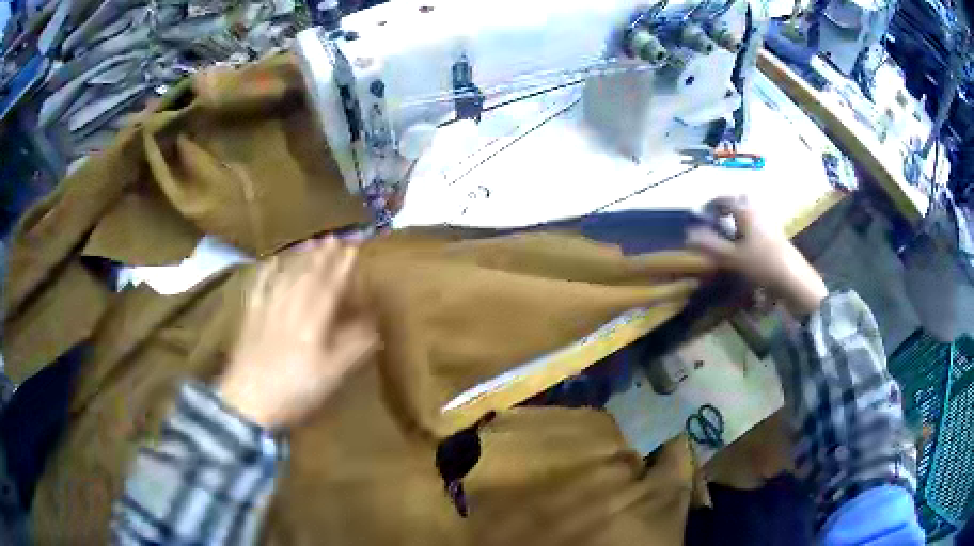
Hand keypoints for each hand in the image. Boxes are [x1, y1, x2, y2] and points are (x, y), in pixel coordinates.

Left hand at [218, 238, 378, 427]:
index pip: (330, 286)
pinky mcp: (250, 317)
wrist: (248, 401)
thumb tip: (374, 322)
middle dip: (323, 256)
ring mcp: (267, 310)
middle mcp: (290, 307)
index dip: (343, 267)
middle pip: (308, 276)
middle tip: (334, 238)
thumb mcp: (332, 375)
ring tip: (310, 244)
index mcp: (313, 321)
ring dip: (300, 259)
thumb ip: (354, 346)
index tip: (353, 248)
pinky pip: (260, 288)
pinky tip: (271, 262)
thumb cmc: (295, 390)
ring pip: (286, 277)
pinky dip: (267, 272)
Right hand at [687, 197, 827, 316]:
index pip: (724, 200)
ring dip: (738, 221)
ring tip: (728, 237)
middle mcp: (758, 211)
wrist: (794, 279)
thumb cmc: (762, 264)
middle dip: (726, 210)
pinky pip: (758, 226)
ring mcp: (770, 223)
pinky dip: (748, 231)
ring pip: (750, 215)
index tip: (700, 215)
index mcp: (746, 211)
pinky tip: (745, 248)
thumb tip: (688, 235)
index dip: (710, 206)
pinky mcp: (777, 236)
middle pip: (739, 203)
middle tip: (716, 222)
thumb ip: (710, 246)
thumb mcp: (732, 257)